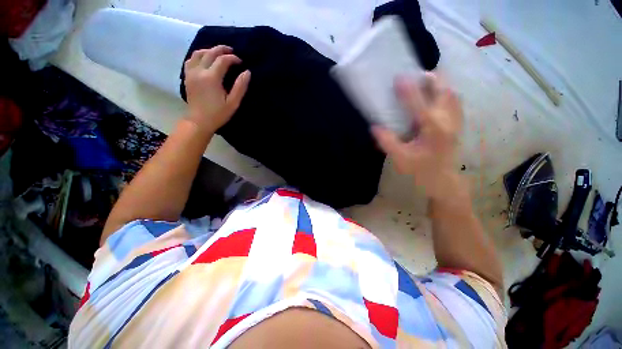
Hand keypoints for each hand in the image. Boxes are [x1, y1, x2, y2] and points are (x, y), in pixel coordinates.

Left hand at [183, 45, 250, 132]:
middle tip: (231, 51)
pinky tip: (204, 59)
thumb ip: (240, 87)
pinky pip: (190, 60)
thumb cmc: (218, 114)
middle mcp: (199, 71)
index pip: (223, 60)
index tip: (241, 62)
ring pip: (198, 53)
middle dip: (221, 50)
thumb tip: (247, 72)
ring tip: (218, 53)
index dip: (233, 58)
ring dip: (209, 50)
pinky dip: (198, 56)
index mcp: (212, 77)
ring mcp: (191, 73)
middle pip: (210, 53)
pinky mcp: (187, 76)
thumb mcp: (233, 103)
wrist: (199, 121)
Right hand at [373, 72, 462, 199]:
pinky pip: (455, 101)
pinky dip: (445, 92)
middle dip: (430, 79)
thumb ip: (387, 142)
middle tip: (415, 75)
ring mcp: (456, 121)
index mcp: (433, 129)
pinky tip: (435, 95)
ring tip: (424, 81)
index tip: (398, 78)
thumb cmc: (420, 170)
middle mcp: (447, 121)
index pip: (419, 104)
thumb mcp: (400, 158)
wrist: (442, 179)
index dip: (408, 90)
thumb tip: (375, 127)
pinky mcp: (457, 124)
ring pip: (452, 93)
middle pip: (444, 91)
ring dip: (439, 84)